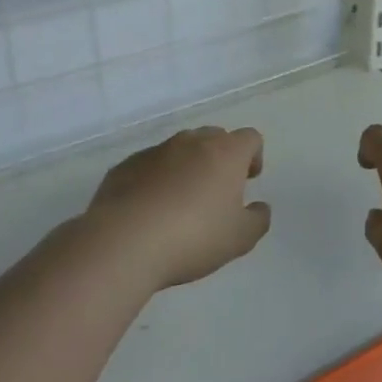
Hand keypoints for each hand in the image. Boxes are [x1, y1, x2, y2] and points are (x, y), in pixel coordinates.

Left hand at [51, 127, 270, 290]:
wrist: (122, 243)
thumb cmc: (193, 237)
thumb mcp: (240, 238)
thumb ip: (258, 219)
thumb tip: (259, 207)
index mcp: (225, 153)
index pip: (250, 138)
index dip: (253, 156)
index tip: (249, 179)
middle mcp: (191, 143)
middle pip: (214, 137)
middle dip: (220, 158)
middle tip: (217, 190)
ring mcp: (154, 152)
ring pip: (179, 150)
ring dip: (186, 167)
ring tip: (181, 202)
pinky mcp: (123, 167)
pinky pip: (149, 166)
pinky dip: (155, 180)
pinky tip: (150, 210)